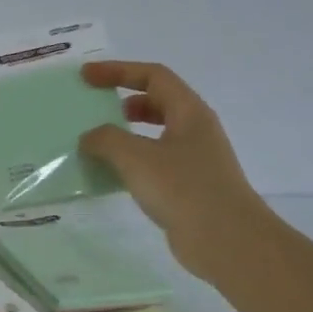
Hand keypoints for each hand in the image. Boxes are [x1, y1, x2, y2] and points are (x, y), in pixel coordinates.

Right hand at [78, 61, 273, 279]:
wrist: (226, 240)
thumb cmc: (183, 188)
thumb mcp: (136, 157)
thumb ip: (106, 140)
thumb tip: (89, 137)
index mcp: (189, 112)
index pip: (153, 76)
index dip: (118, 71)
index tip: (87, 76)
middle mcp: (195, 130)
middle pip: (157, 101)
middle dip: (123, 100)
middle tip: (93, 107)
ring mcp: (194, 159)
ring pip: (155, 134)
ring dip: (126, 132)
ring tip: (96, 142)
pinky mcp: (188, 186)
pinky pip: (154, 161)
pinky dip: (131, 161)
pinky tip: (111, 174)